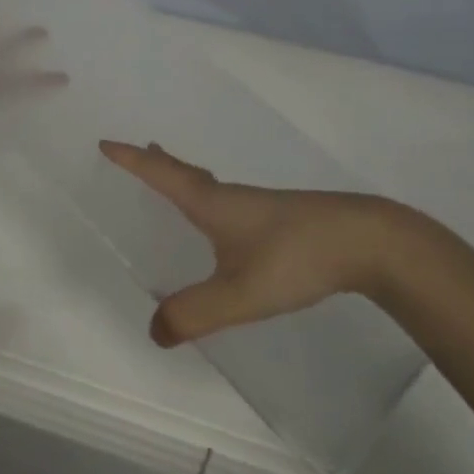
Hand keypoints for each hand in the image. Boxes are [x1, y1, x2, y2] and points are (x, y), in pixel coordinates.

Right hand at [99, 141, 418, 346]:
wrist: (368, 241)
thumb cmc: (295, 257)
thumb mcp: (240, 293)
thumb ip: (195, 313)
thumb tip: (153, 330)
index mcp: (211, 204)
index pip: (161, 174)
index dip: (131, 160)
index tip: (105, 143)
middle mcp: (231, 197)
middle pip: (185, 172)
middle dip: (157, 163)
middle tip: (139, 150)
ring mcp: (259, 205)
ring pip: (210, 186)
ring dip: (184, 178)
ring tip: (173, 179)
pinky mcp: (282, 217)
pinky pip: (230, 200)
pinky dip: (210, 198)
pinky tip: (226, 221)